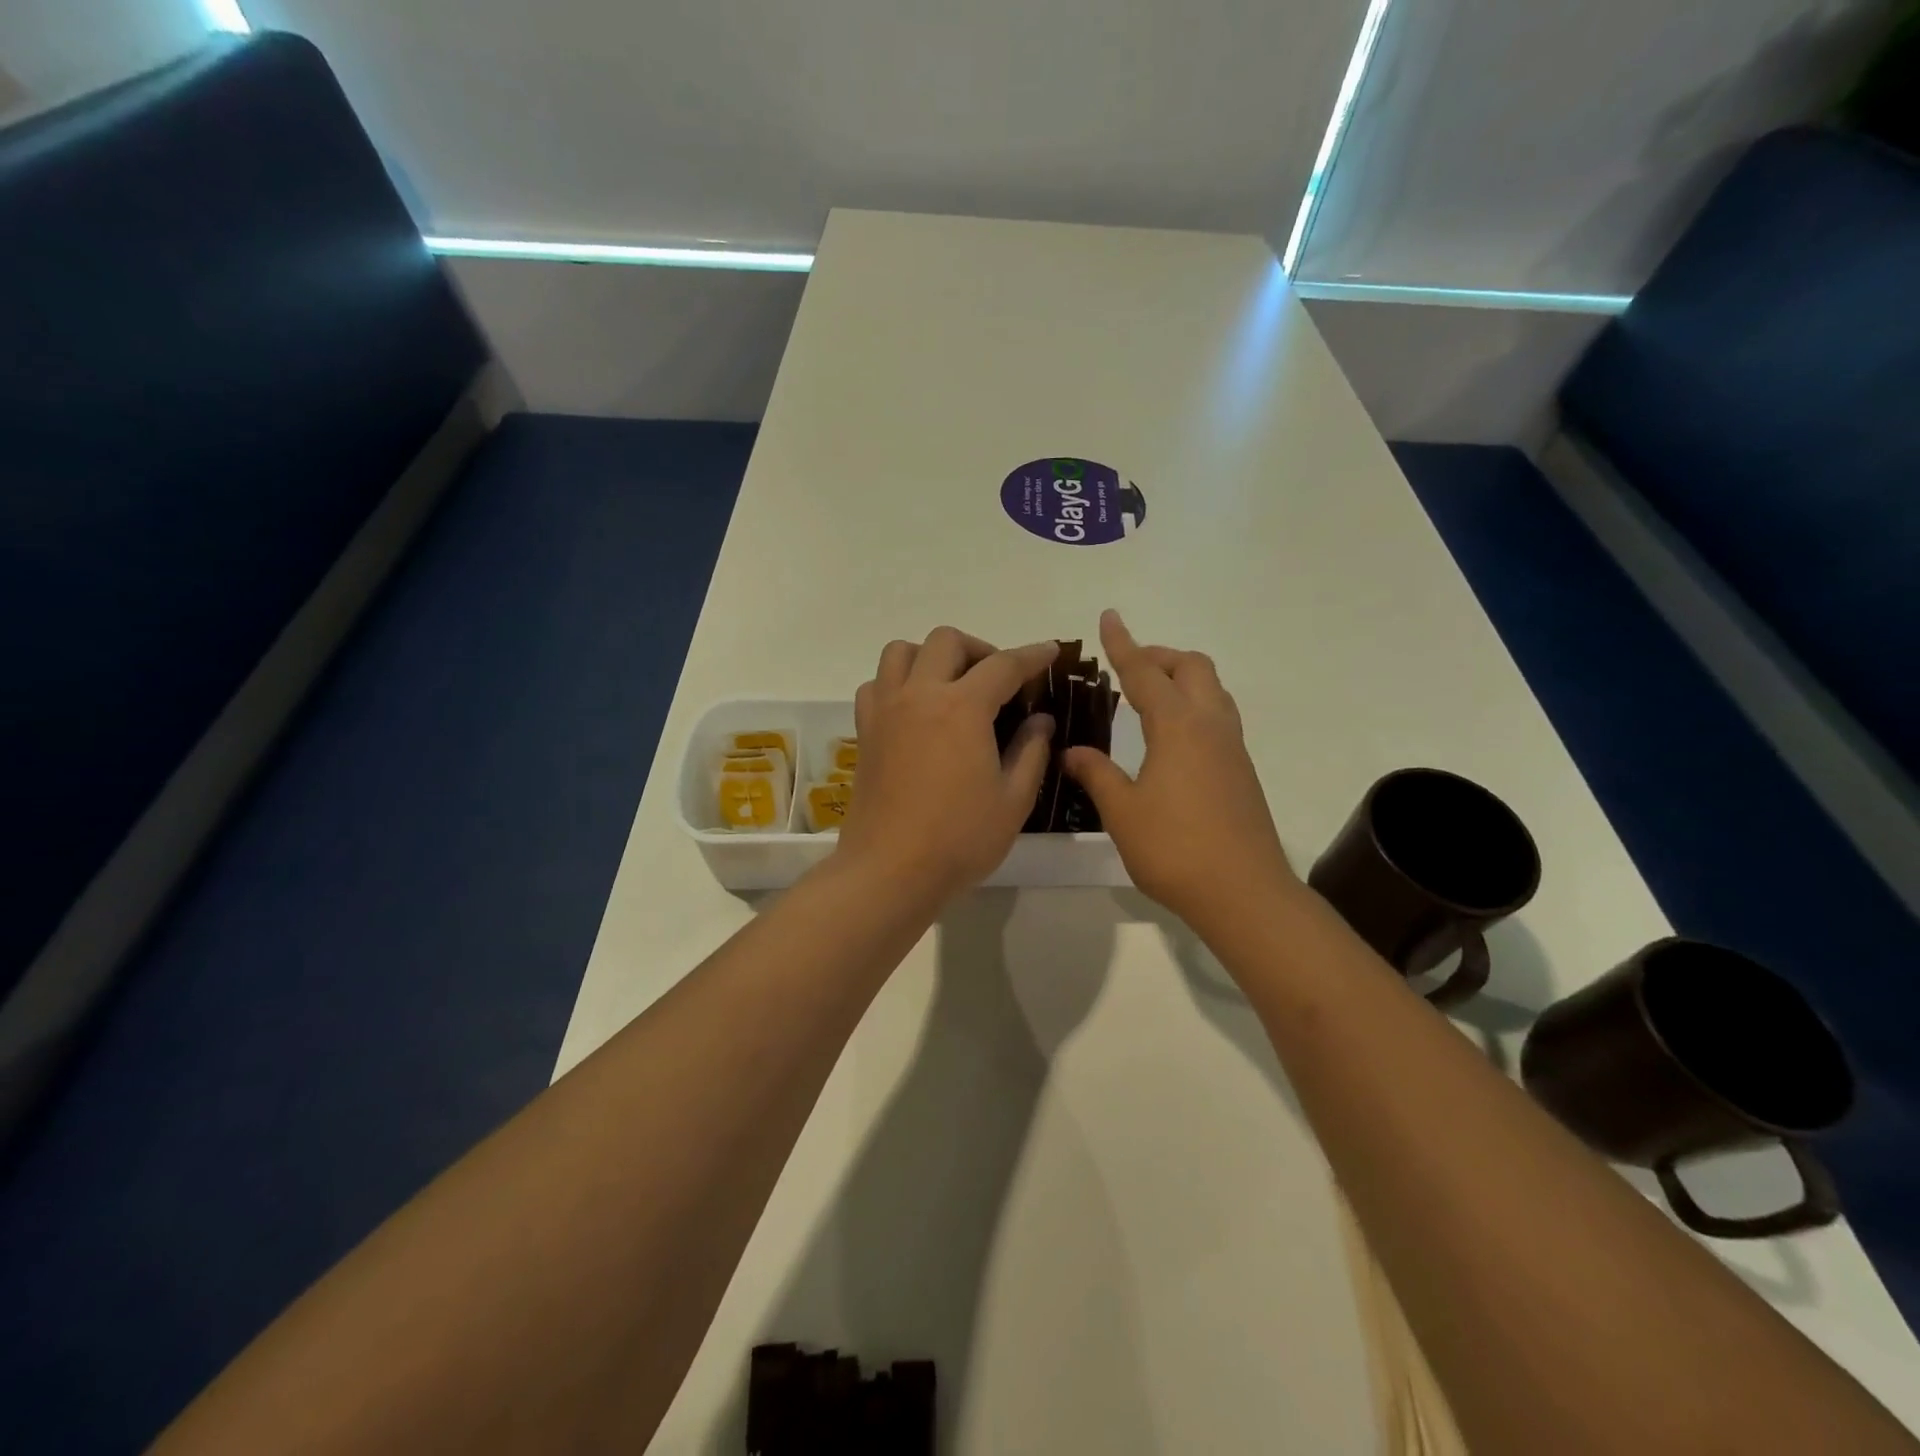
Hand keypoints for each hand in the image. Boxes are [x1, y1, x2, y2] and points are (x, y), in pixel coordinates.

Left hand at [838, 627, 1059, 903]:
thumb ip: (1031, 750)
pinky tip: (915, 710)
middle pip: (946, 641)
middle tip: (999, 681)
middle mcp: (919, 695)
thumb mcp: (1013, 799)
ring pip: (901, 652)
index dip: (1033, 656)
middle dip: (980, 649)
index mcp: (962, 707)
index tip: (1050, 652)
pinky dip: (897, 682)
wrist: (890, 871)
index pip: (1004, 665)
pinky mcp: (864, 732)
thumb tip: (1041, 720)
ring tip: (952, 686)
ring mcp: (885, 711)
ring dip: (931, 657)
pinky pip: (876, 684)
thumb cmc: (960, 839)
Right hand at [1062, 610, 1299, 931]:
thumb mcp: (1122, 811)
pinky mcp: (1242, 771)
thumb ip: (1096, 774)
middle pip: (1193, 667)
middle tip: (1129, 669)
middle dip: (1160, 657)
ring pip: (1212, 690)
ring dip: (1181, 679)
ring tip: (1148, 698)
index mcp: (1178, 726)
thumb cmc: (1175, 848)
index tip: (1109, 616)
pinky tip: (1170, 739)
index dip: (1123, 644)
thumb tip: (1073, 751)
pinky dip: (1193, 707)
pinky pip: (1218, 717)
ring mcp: (1232, 748)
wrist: (1244, 893)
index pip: (1145, 673)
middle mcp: (1211, 726)